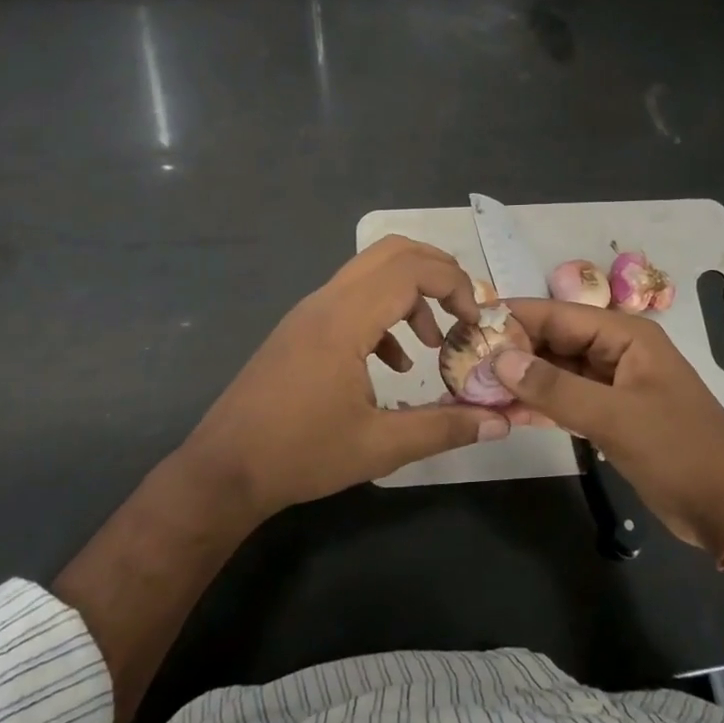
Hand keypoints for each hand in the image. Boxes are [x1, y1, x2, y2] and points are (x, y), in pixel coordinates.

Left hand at [174, 236, 509, 524]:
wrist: (223, 470)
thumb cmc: (300, 455)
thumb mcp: (379, 447)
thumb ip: (443, 429)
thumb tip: (500, 423)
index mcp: (345, 320)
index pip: (411, 269)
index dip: (454, 285)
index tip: (475, 323)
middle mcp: (327, 302)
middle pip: (392, 252)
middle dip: (438, 272)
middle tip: (464, 311)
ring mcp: (310, 312)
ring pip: (371, 272)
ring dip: (411, 293)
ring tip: (434, 341)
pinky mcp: (302, 328)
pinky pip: (353, 298)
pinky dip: (385, 313)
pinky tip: (394, 364)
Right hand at [493, 299, 723, 551]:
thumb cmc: (679, 449)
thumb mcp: (616, 416)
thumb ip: (556, 388)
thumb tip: (500, 359)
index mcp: (625, 335)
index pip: (558, 315)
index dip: (515, 318)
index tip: (469, 326)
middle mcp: (615, 351)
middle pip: (554, 341)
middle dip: (512, 351)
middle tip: (462, 361)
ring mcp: (612, 384)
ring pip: (556, 372)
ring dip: (520, 380)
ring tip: (473, 386)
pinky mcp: (609, 414)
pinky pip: (565, 399)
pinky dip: (538, 404)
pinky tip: (504, 412)